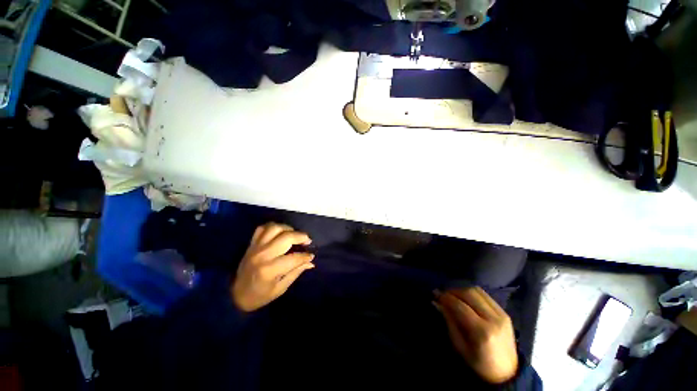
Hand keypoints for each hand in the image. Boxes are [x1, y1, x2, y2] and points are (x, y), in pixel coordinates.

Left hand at [232, 223, 314, 311]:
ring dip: (288, 229)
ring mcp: (256, 247)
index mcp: (270, 270)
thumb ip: (296, 272)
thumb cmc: (260, 295)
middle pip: (286, 237)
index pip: (294, 258)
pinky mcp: (252, 243)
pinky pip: (263, 228)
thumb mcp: (280, 288)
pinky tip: (280, 232)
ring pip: (275, 228)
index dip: (305, 256)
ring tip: (294, 235)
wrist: (235, 294)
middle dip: (301, 236)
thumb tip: (311, 262)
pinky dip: (274, 227)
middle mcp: (263, 255)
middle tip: (307, 240)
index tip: (311, 255)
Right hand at [436, 287, 518, 383]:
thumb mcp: (459, 346)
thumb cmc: (478, 363)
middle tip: (443, 294)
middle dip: (453, 291)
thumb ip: (449, 321)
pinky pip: (485, 295)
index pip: (460, 305)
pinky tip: (465, 298)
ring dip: (462, 290)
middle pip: (469, 293)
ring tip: (453, 295)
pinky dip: (472, 293)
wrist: (506, 373)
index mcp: (482, 332)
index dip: (445, 297)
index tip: (435, 295)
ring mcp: (502, 314)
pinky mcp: (505, 312)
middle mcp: (493, 319)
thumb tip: (437, 302)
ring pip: (477, 291)